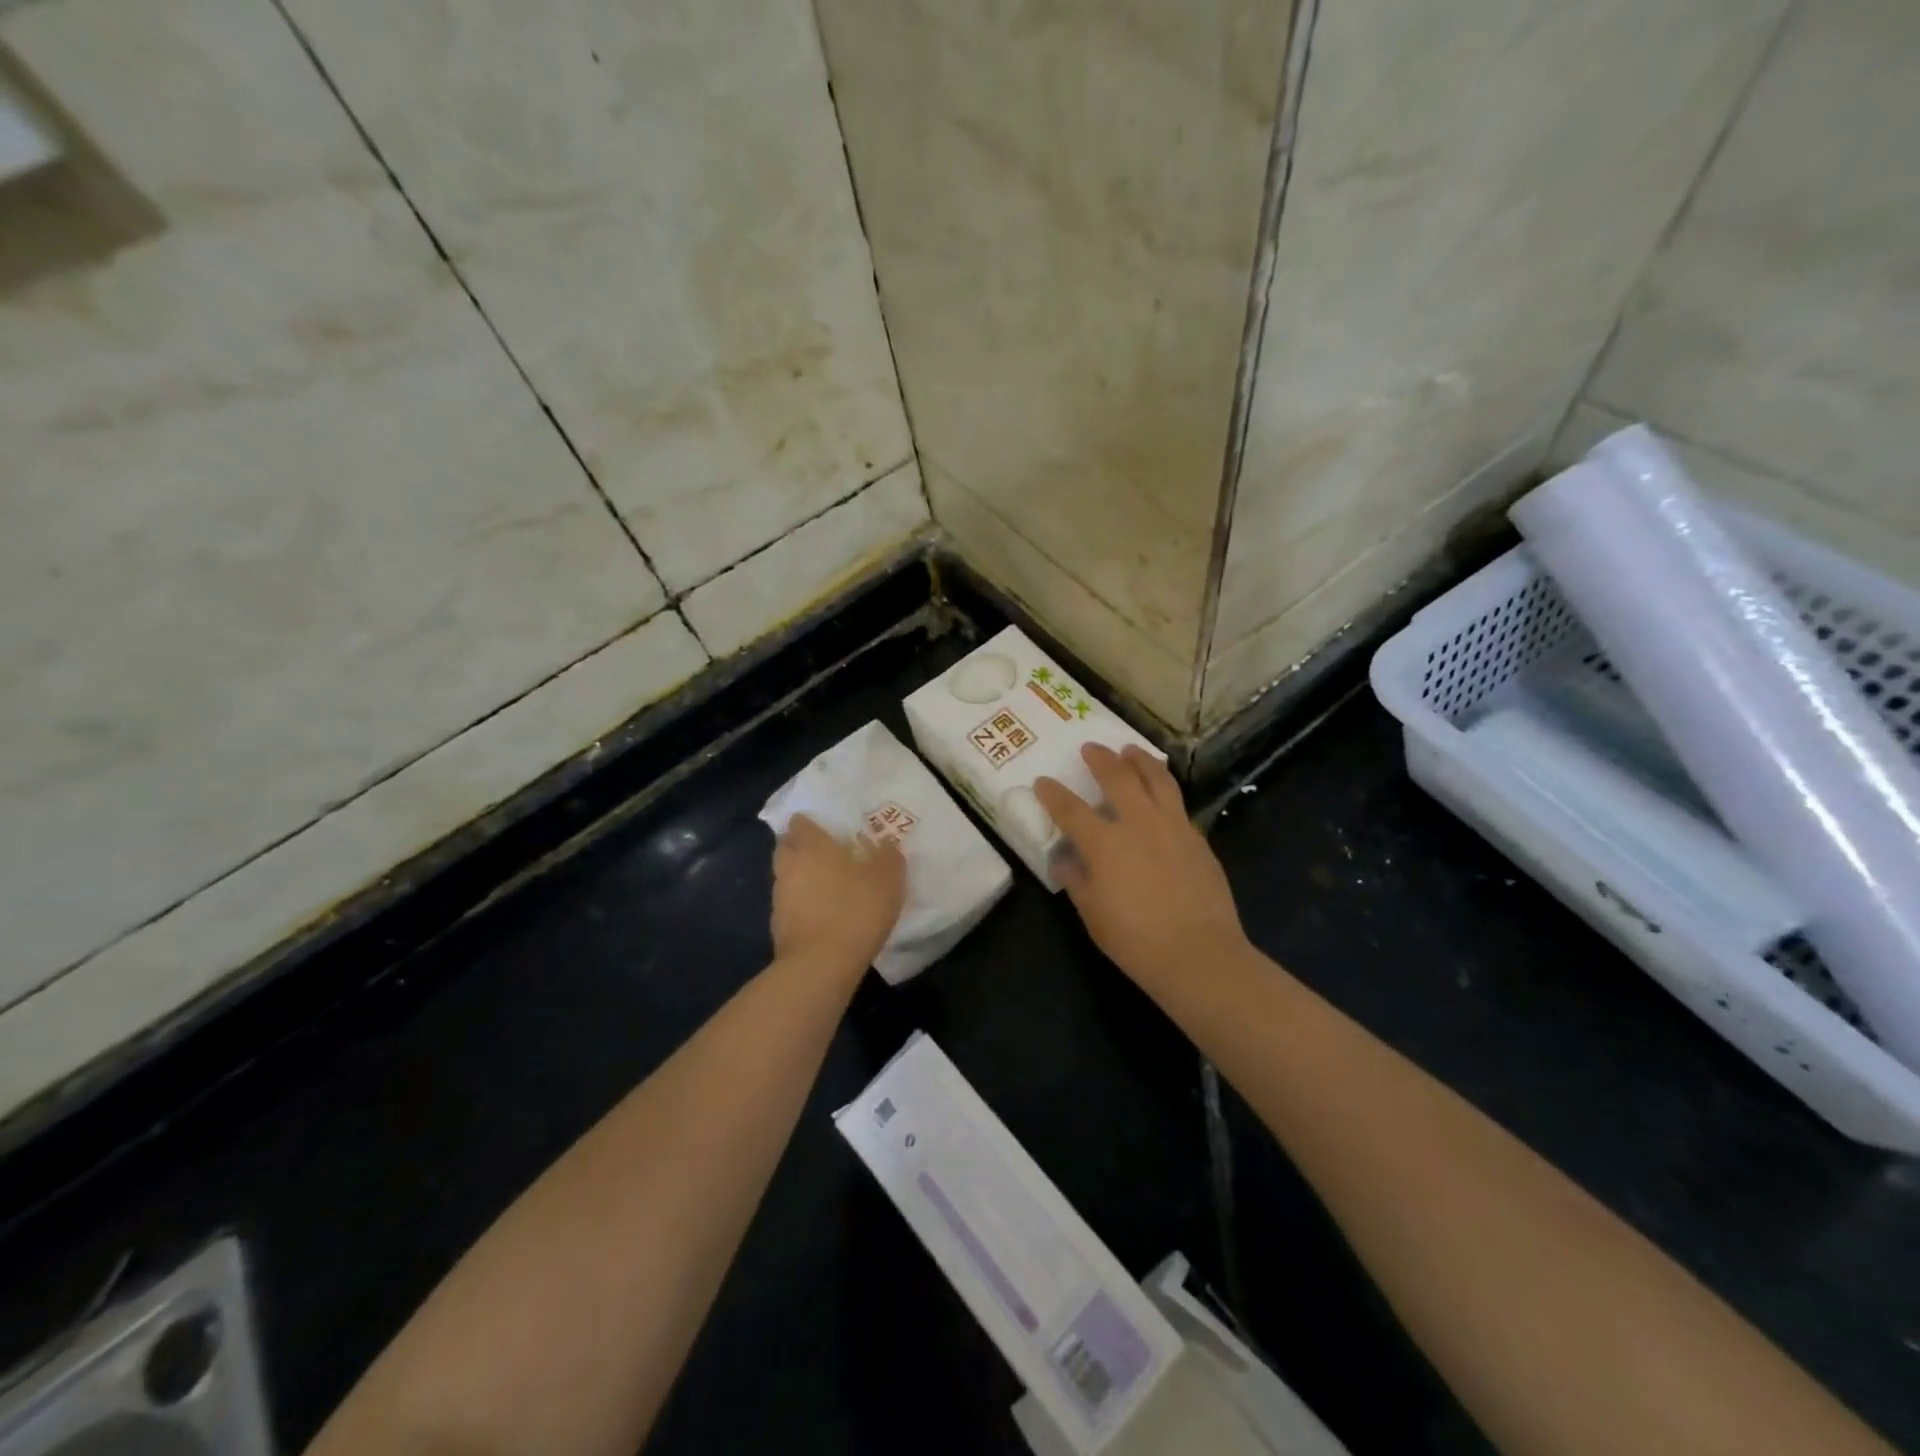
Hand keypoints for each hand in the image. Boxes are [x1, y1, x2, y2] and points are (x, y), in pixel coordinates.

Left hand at [771, 814, 906, 977]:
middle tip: (826, 855)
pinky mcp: (777, 927)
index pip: (799, 822)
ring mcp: (779, 898)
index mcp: (811, 846)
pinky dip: (801, 906)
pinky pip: (789, 905)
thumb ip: (888, 856)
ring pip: (786, 877)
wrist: (821, 965)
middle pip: (786, 847)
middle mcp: (789, 866)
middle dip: (801, 847)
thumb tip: (886, 845)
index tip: (828, 830)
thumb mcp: (888, 878)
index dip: (811, 824)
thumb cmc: (855, 910)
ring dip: (801, 878)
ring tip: (827, 888)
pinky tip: (822, 916)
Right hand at [1035, 745, 1247, 989]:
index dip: (1053, 794)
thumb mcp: (1093, 914)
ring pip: (1156, 778)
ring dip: (1139, 759)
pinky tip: (1159, 793)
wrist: (1199, 954)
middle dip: (1100, 759)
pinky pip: (1176, 802)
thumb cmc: (1136, 940)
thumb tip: (1065, 862)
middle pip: (1117, 777)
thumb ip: (1077, 881)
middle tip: (1091, 748)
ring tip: (1130, 750)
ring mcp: (1172, 826)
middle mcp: (1138, 823)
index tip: (1042, 782)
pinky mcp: (1197, 838)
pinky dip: (1163, 788)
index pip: (1070, 810)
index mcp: (1105, 843)